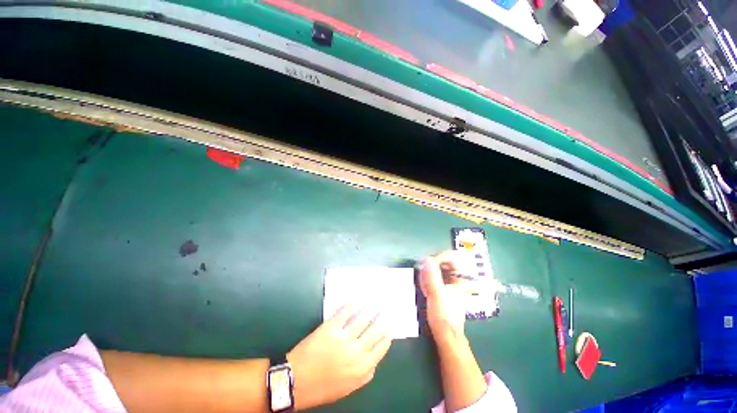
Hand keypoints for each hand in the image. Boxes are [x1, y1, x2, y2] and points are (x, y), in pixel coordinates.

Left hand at [287, 304, 391, 409]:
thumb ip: (364, 376)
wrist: (295, 381)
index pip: (380, 349)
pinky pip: (345, 313)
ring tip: (375, 302)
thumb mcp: (347, 389)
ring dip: (370, 309)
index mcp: (361, 368)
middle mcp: (356, 351)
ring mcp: (344, 338)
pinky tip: (358, 299)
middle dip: (381, 320)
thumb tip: (374, 363)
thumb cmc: (321, 388)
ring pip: (362, 319)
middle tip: (385, 311)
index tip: (389, 329)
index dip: (386, 338)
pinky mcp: (331, 328)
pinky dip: (352, 305)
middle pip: (374, 332)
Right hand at [419, 251, 475, 343]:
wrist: (446, 336)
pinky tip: (424, 288)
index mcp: (460, 278)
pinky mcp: (444, 289)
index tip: (427, 264)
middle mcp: (457, 279)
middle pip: (444, 261)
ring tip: (424, 284)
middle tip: (424, 274)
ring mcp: (450, 284)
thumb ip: (432, 276)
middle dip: (431, 266)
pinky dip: (428, 279)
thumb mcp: (436, 294)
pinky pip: (435, 277)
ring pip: (438, 269)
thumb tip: (427, 258)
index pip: (452, 257)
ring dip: (429, 273)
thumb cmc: (444, 316)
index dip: (438, 257)